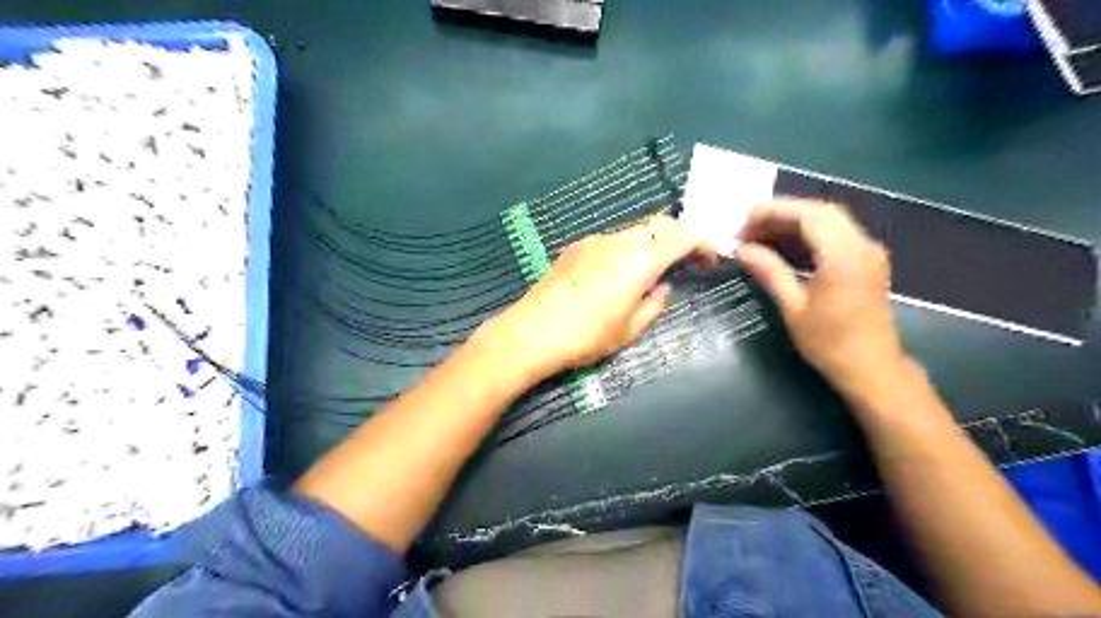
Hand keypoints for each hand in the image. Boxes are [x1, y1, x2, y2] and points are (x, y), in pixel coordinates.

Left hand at [475, 215, 719, 384]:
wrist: (531, 332)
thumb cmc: (585, 337)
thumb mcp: (630, 330)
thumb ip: (655, 304)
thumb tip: (662, 287)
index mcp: (639, 262)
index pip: (683, 234)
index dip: (703, 241)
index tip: (707, 260)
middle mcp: (618, 242)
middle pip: (659, 224)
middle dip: (677, 239)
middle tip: (681, 265)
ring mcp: (593, 241)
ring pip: (633, 231)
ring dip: (650, 244)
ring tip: (646, 274)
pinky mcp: (575, 247)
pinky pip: (610, 240)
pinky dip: (625, 249)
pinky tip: (613, 276)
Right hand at [735, 199, 906, 395]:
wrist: (871, 368)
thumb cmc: (829, 342)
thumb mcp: (792, 307)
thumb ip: (769, 270)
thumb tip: (741, 249)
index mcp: (843, 256)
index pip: (808, 214)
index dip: (773, 212)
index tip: (744, 226)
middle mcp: (861, 245)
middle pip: (819, 211)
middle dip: (781, 215)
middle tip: (750, 231)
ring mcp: (868, 251)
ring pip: (829, 220)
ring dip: (794, 223)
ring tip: (761, 239)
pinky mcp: (867, 261)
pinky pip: (836, 234)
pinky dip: (808, 235)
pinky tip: (784, 249)